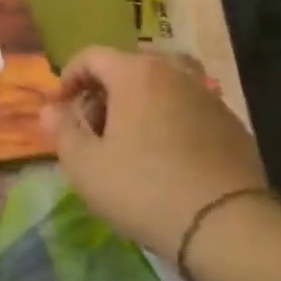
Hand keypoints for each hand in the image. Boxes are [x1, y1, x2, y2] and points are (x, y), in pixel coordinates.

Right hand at [44, 46, 269, 259]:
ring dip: (139, 105)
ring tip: (131, 142)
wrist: (225, 224)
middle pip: (128, 68)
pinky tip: (168, 158)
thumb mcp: (87, 166)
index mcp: (136, 73)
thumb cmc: (144, 189)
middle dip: (104, 93)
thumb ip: (62, 131)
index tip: (61, 109)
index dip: (69, 78)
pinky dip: (170, 121)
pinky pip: (189, 109)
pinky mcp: (231, 122)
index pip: (92, 56)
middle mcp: (174, 72)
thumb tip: (49, 109)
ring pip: (162, 87)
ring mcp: (208, 95)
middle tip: (94, 131)